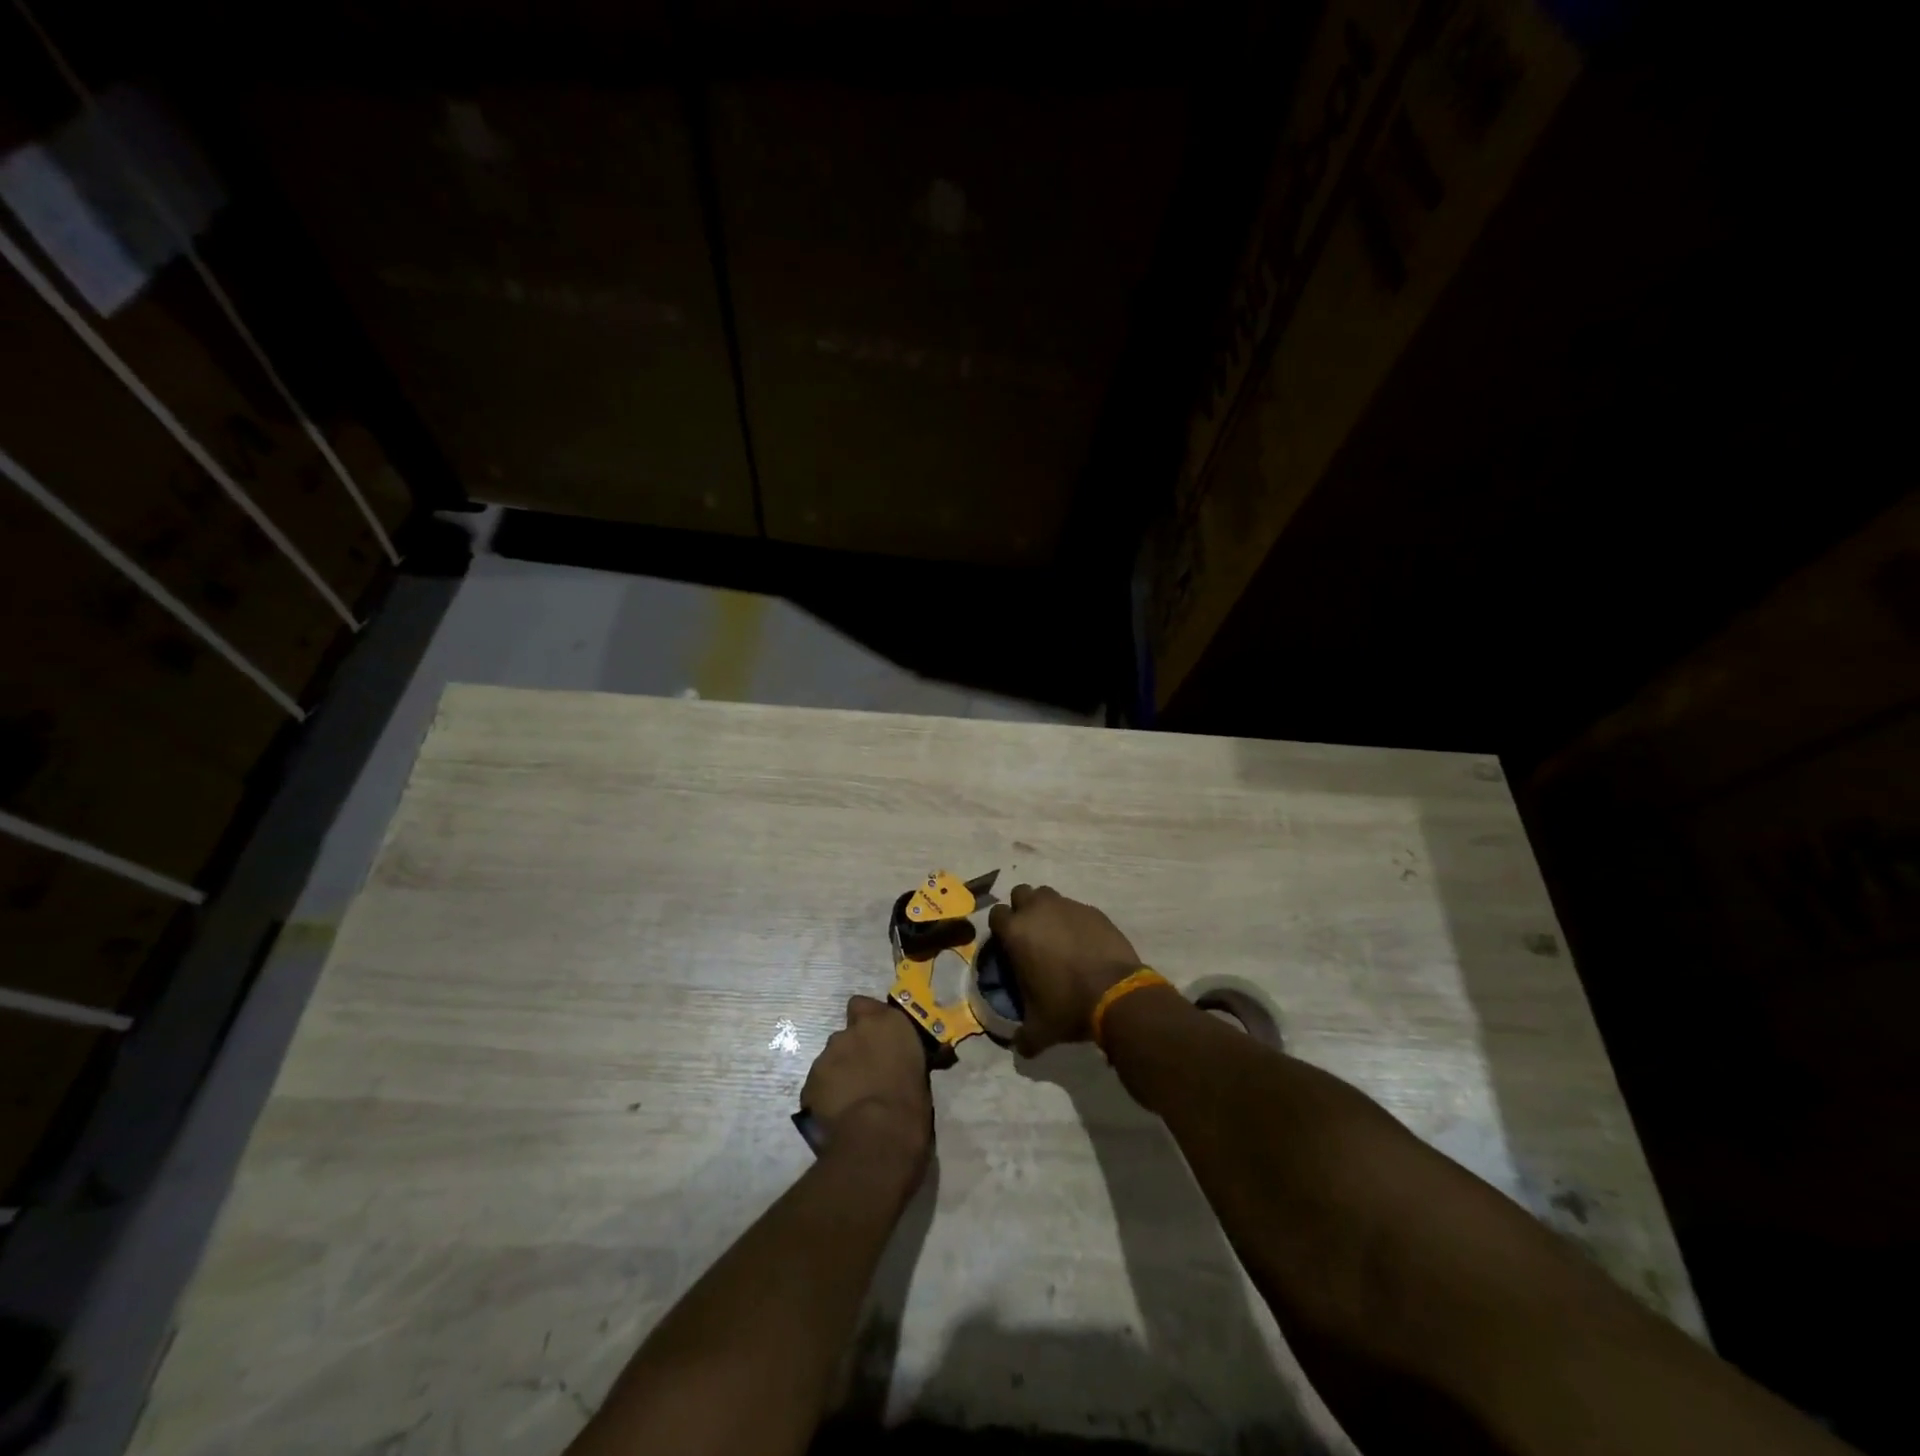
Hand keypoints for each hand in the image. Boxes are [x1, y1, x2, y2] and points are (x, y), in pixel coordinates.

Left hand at [801, 996, 933, 1170]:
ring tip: (851, 1101)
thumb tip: (900, 1063)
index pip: (863, 1005)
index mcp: (885, 1023)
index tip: (875, 1039)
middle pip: (846, 1034)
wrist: (878, 1136)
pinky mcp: (809, 1083)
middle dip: (852, 1051)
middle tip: (865, 1075)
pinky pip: (818, 1085)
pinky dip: (826, 1095)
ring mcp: (827, 1056)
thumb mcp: (918, 1070)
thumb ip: (901, 1056)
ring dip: (839, 1073)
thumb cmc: (911, 1104)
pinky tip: (837, 1115)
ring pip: (830, 1060)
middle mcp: (852, 1031)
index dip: (866, 1020)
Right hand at [987, 884, 1141, 1055]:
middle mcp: (1038, 910)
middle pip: (1021, 894)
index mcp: (1016, 932)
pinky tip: (1083, 942)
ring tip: (1056, 934)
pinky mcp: (1093, 910)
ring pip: (1048, 895)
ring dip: (1047, 909)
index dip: (1000, 928)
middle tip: (1031, 935)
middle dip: (1022, 909)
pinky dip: (1074, 920)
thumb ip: (1023, 1037)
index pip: (996, 914)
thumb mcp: (1040, 1029)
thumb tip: (1019, 1048)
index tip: (1007, 944)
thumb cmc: (1068, 1006)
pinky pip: (1076, 908)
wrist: (1116, 994)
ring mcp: (1068, 906)